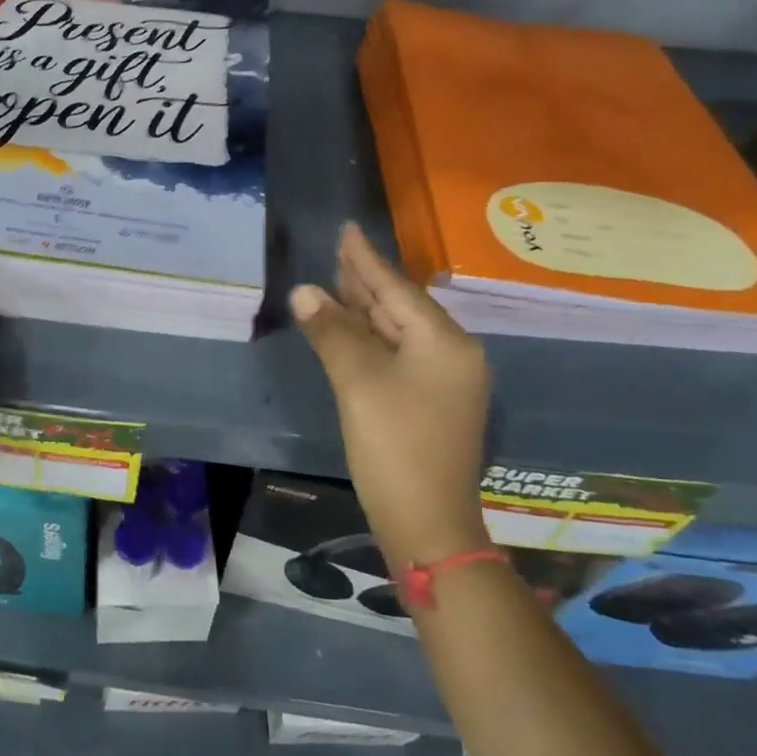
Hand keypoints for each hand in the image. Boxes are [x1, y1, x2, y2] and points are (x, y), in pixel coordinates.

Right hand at [292, 223, 491, 565]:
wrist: (428, 527)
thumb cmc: (395, 448)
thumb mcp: (358, 384)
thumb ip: (332, 332)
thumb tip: (304, 292)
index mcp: (444, 343)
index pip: (397, 289)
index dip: (365, 259)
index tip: (346, 229)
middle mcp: (452, 354)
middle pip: (401, 306)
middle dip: (366, 280)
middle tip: (337, 250)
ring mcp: (444, 381)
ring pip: (398, 331)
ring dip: (366, 308)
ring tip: (337, 279)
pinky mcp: (431, 402)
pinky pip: (398, 354)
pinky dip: (371, 338)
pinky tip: (350, 328)